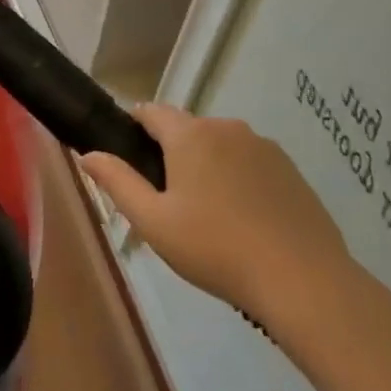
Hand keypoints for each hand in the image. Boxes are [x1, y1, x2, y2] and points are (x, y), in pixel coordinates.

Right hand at [80, 104, 350, 314]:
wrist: (301, 279)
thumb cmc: (215, 248)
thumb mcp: (153, 221)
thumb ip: (117, 181)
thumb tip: (88, 154)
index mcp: (191, 135)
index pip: (151, 111)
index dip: (133, 128)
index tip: (128, 159)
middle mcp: (228, 128)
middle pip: (187, 129)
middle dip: (170, 154)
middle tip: (165, 202)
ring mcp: (265, 147)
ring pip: (220, 146)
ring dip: (206, 167)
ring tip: (206, 216)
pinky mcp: (291, 169)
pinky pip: (249, 163)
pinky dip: (237, 180)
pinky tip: (241, 220)